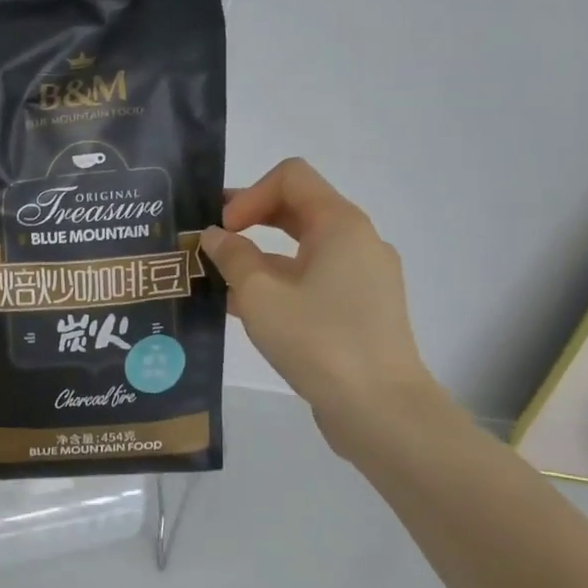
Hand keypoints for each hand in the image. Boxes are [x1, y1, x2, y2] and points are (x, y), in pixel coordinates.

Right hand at [202, 159, 442, 455]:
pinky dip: (278, 285)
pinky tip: (243, 311)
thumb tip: (214, 235)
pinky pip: (312, 280)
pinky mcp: (359, 309)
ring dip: (258, 258)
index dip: (248, 195)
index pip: (290, 177)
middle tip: (208, 245)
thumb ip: (232, 257)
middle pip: (296, 210)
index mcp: (340, 225)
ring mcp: (362, 277)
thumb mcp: (260, 296)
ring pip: (301, 250)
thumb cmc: (318, 341)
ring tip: (217, 283)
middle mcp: (357, 241)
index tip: (223, 232)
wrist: (379, 409)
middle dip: (248, 221)